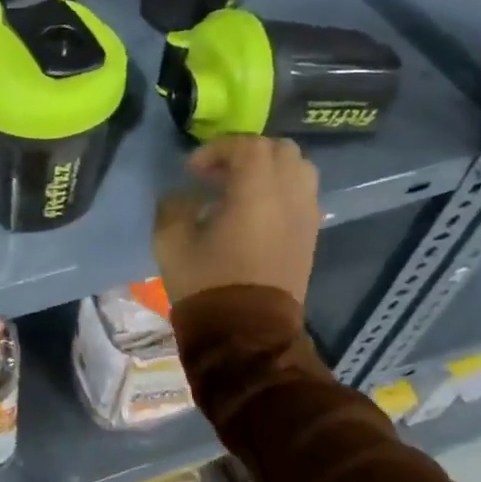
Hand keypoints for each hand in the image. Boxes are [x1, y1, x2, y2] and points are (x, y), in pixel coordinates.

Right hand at [152, 135, 319, 306]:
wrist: (246, 335)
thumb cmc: (207, 283)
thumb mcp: (171, 241)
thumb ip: (173, 206)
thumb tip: (183, 196)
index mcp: (257, 191)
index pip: (247, 146)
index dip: (216, 150)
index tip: (192, 170)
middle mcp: (289, 196)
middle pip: (279, 150)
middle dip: (247, 153)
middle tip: (218, 173)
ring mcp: (305, 217)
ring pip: (299, 169)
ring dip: (270, 169)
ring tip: (241, 188)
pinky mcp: (310, 237)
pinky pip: (303, 195)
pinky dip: (281, 190)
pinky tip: (255, 212)